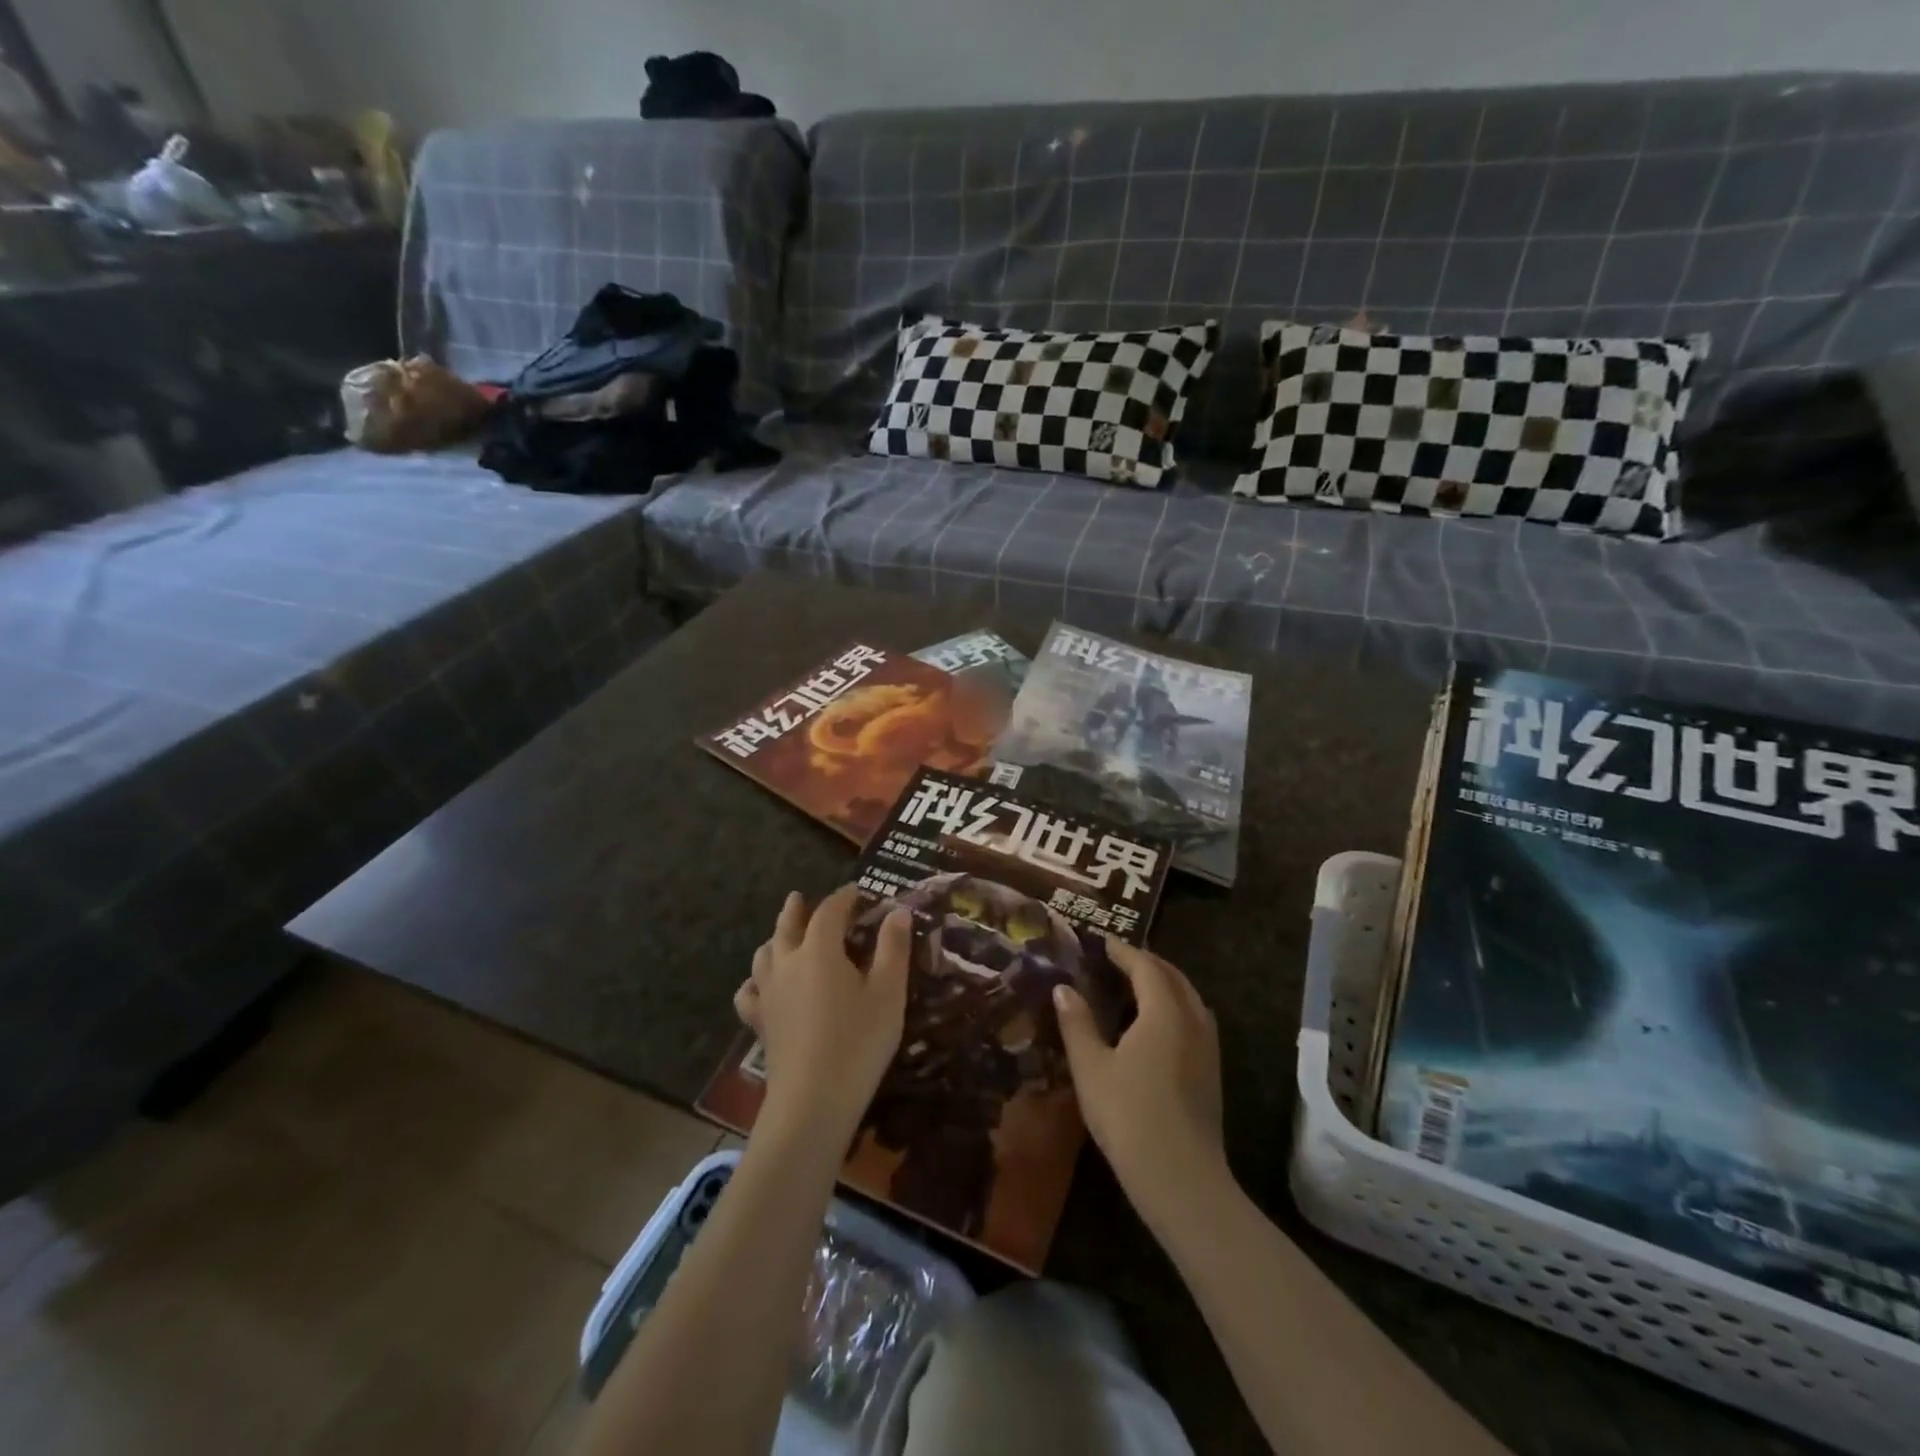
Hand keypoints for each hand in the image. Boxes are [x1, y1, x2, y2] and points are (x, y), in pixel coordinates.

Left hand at [732, 886, 911, 1140]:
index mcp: (819, 949)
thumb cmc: (858, 1042)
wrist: (812, 1101)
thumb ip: (893, 948)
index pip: (829, 910)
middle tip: (801, 897)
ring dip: (776, 938)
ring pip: (765, 953)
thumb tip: (898, 911)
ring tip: (783, 936)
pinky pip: (750, 992)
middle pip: (788, 925)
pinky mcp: (759, 1022)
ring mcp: (768, 992)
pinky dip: (756, 981)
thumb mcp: (888, 993)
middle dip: (797, 909)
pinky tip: (762, 986)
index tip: (858, 891)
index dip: (844, 897)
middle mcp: (787, 962)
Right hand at [1055, 939, 1227, 1224]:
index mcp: (1164, 1012)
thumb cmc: (1129, 1117)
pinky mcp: (1212, 1072)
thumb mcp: (1091, 1068)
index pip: (1145, 966)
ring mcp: (1208, 1047)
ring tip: (1137, 986)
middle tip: (1118, 959)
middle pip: (1173, 977)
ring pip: (1189, 998)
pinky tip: (1157, 1026)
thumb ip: (1077, 1023)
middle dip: (1147, 963)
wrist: (1182, 1181)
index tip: (1102, 942)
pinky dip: (1176, 1006)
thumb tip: (1063, 988)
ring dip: (1165, 983)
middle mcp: (1192, 1020)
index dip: (1123, 951)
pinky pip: (1195, 1019)